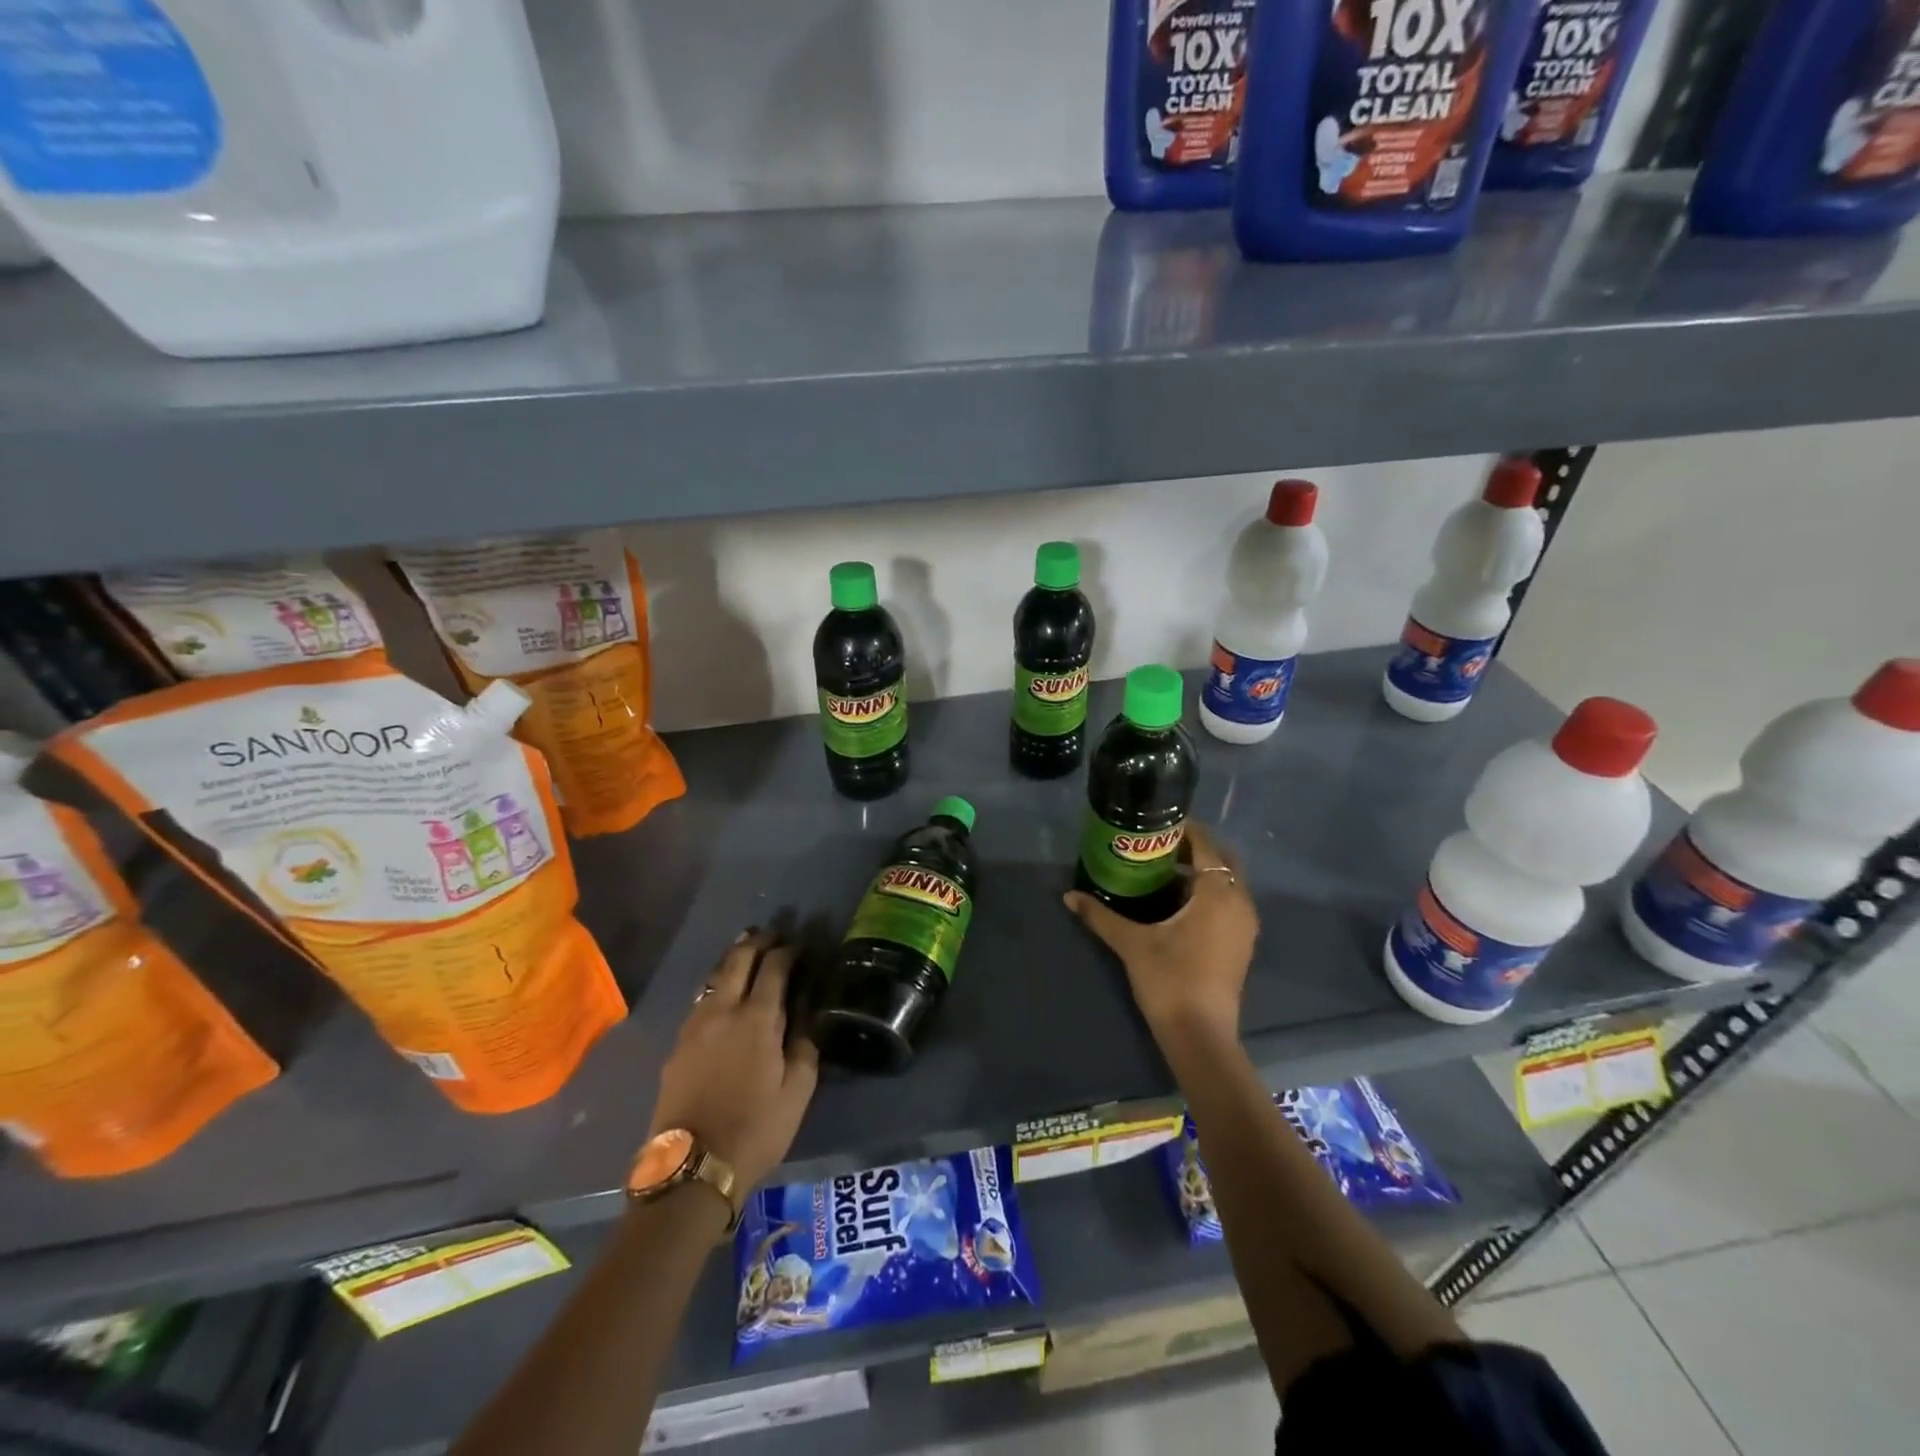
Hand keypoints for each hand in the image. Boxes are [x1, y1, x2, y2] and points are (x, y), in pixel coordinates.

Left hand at [649, 930, 819, 1193]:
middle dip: (757, 941)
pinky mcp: (677, 1044)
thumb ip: (804, 1044)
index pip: (774, 967)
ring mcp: (694, 1025)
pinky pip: (701, 999)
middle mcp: (722, 1011)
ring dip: (733, 958)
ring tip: (747, 949)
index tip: (801, 945)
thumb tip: (806, 1012)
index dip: (789, 951)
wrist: (691, 1169)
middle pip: (738, 960)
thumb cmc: (755, 1130)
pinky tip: (723, 991)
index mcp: (757, 1019)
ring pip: (714, 976)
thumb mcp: (797, 1091)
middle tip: (773, 933)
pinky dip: (717, 983)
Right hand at [1064, 822, 1257, 1048]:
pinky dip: (1209, 894)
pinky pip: (1229, 903)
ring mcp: (1245, 926)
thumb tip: (1069, 895)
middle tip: (1160, 847)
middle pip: (1223, 861)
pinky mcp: (1242, 944)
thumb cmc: (1169, 979)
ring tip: (1165, 872)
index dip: (1186, 830)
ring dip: (1203, 873)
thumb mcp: (1131, 943)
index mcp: (1217, 893)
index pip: (1207, 846)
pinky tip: (1179, 904)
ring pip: (1228, 884)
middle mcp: (1239, 903)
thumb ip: (1100, 915)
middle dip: (1196, 850)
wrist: (1200, 1035)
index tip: (1159, 824)